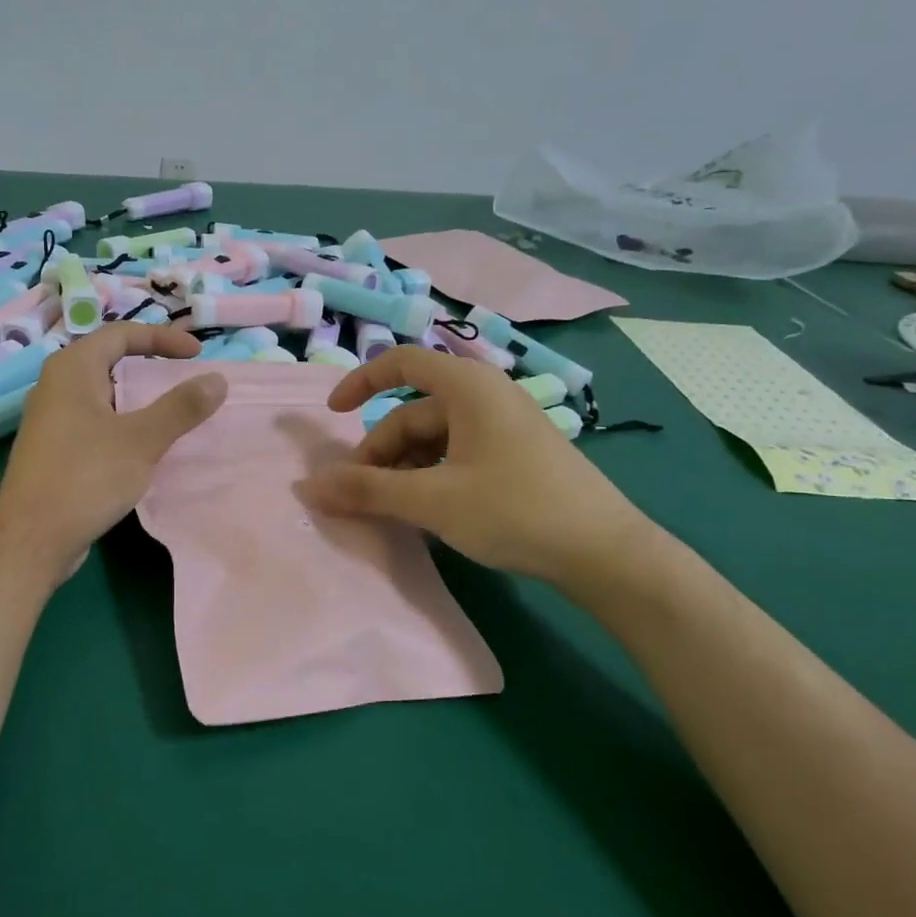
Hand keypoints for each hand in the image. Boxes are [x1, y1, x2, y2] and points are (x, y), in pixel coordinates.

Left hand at [0, 324, 226, 579]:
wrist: (31, 538)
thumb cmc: (85, 478)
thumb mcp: (141, 440)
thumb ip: (180, 408)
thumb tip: (217, 380)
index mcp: (71, 369)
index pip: (121, 334)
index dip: (162, 337)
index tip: (197, 354)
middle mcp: (56, 385)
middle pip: (109, 360)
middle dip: (149, 365)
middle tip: (184, 378)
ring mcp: (51, 419)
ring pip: (102, 394)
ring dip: (137, 398)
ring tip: (170, 412)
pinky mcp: (53, 449)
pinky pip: (94, 422)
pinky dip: (122, 423)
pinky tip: (142, 448)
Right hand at [297, 346, 656, 591]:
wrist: (606, 553)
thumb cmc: (514, 510)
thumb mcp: (432, 500)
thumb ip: (367, 491)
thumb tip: (309, 486)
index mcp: (468, 387)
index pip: (401, 362)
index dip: (360, 382)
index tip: (333, 416)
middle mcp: (486, 396)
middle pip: (412, 413)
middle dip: (380, 452)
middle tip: (359, 497)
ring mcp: (503, 426)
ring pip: (433, 439)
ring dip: (403, 469)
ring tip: (391, 510)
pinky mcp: (515, 455)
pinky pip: (457, 454)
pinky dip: (431, 476)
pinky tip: (426, 511)